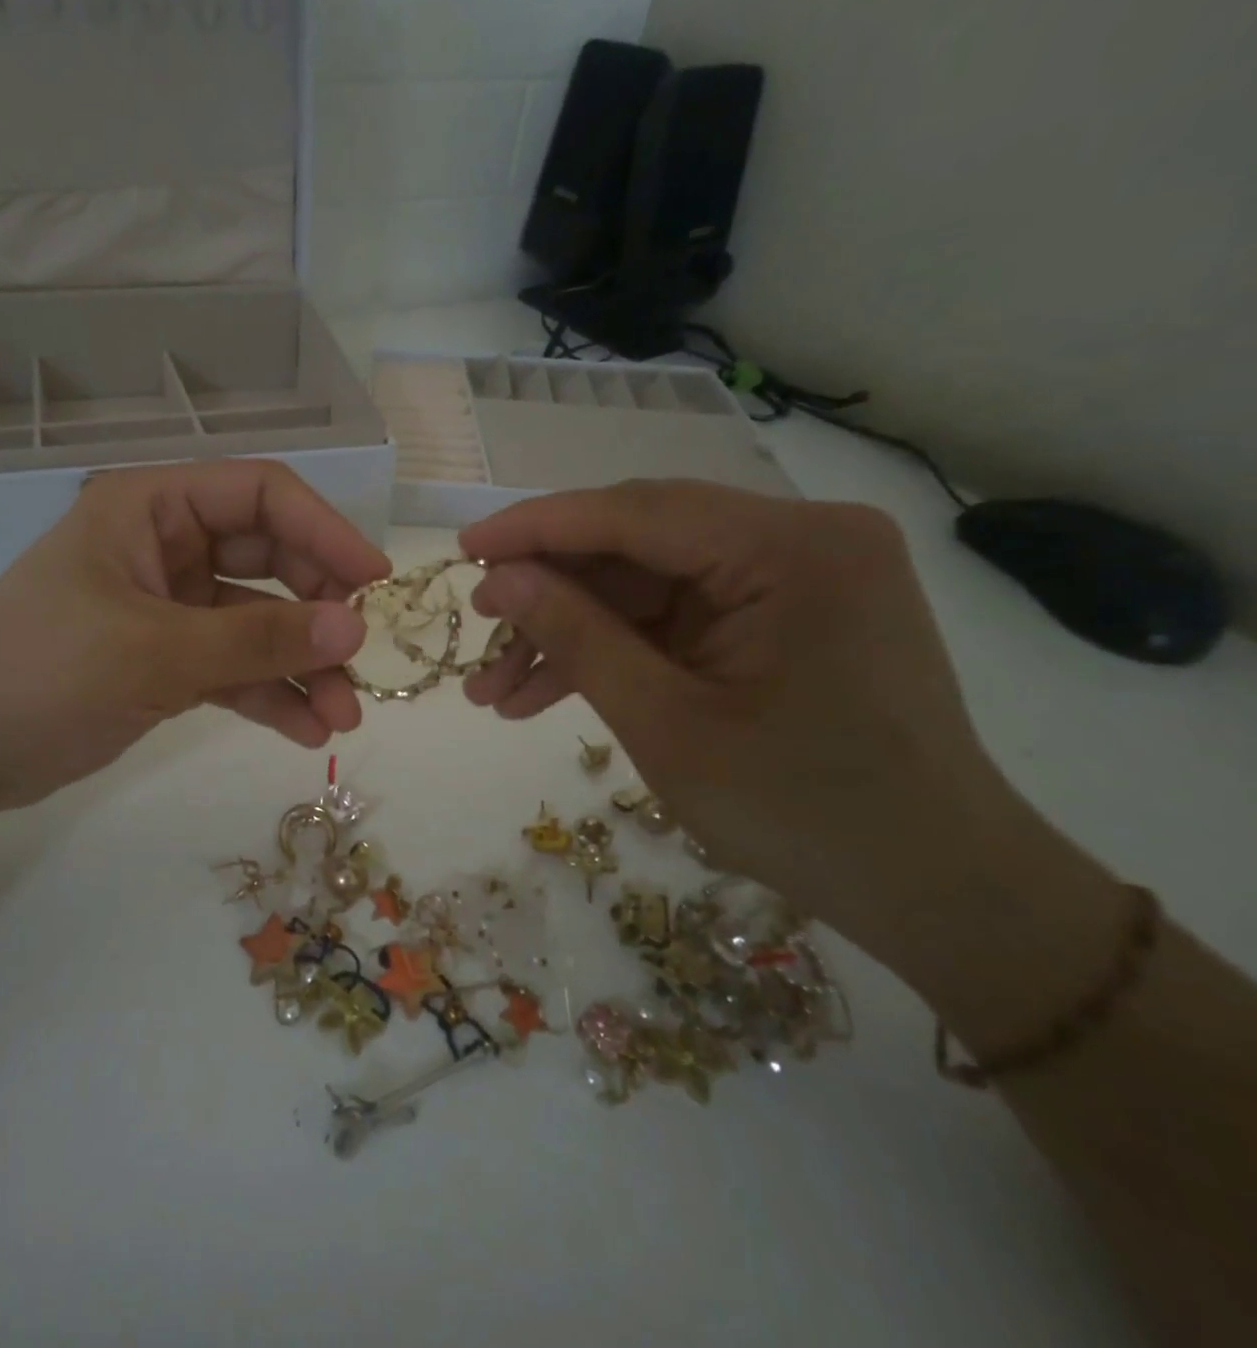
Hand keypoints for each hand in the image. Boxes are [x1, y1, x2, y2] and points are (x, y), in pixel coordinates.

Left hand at [0, 461, 389, 814]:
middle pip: (269, 559)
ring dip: (301, 666)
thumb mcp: (154, 652)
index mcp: (151, 508)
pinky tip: (305, 732)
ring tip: (341, 718)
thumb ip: (257, 638)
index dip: (324, 531)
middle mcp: (165, 546)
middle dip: (316, 613)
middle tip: (357, 663)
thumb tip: (353, 628)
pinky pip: (233, 667)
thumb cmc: (38, 673)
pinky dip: (268, 694)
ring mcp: (167, 606)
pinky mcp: (165, 660)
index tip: (373, 584)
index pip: (259, 496)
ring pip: (256, 622)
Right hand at [460, 481, 1010, 935]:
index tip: (463, 548)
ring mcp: (792, 577)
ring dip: (570, 631)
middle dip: (550, 591)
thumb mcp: (666, 724)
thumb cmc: (805, 811)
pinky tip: (545, 694)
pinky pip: (672, 617)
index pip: (635, 512)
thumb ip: (578, 637)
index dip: (537, 528)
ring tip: (495, 688)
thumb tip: (499, 580)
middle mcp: (799, 539)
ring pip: (644, 585)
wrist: (936, 889)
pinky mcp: (779, 615)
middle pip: (637, 543)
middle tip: (479, 630)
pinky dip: (613, 650)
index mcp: (792, 548)